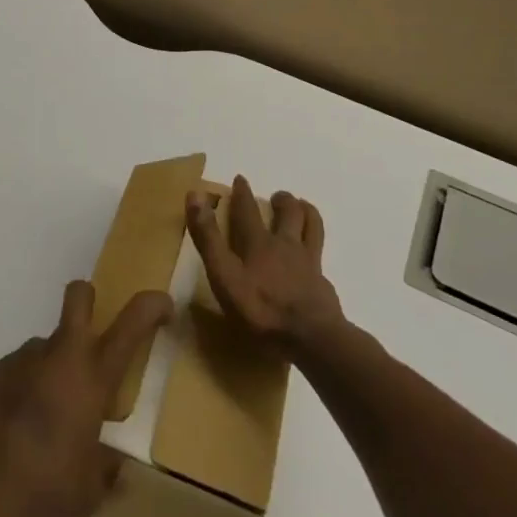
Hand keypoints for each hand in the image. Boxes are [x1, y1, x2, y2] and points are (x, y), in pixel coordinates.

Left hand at [0, 281, 172, 516]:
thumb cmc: (48, 485)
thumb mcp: (90, 491)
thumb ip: (106, 472)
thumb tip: (117, 469)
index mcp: (94, 376)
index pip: (133, 323)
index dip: (152, 305)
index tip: (164, 307)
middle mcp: (62, 355)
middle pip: (79, 296)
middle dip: (88, 300)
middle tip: (91, 333)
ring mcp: (25, 358)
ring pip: (46, 345)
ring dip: (52, 368)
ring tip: (46, 417)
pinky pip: (20, 370)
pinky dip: (26, 388)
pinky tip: (18, 427)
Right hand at [187, 176, 343, 357]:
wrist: (311, 337)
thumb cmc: (261, 309)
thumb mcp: (224, 274)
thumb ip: (208, 238)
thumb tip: (194, 195)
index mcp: (258, 243)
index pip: (247, 210)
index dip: (241, 193)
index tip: (240, 179)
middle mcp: (285, 245)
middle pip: (288, 212)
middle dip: (282, 200)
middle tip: (277, 197)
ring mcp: (308, 263)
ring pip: (312, 226)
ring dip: (306, 212)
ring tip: (303, 208)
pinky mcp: (322, 283)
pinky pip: (321, 255)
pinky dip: (316, 246)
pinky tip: (314, 255)